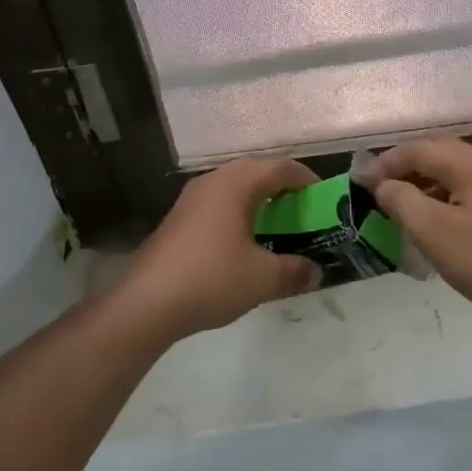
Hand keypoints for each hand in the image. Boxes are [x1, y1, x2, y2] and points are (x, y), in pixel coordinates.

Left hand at [117, 157, 322, 337]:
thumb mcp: (263, 279)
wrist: (146, 303)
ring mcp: (190, 199)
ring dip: (258, 201)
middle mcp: (212, 181)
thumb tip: (315, 271)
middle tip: (303, 212)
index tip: (325, 199)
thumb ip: (295, 271)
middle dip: (283, 189)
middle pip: (256, 172)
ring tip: (277, 227)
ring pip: (234, 188)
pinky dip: (238, 214)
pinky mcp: (178, 219)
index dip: (307, 179)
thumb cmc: (211, 279)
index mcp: (236, 184)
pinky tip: (243, 244)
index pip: (281, 167)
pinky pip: (218, 204)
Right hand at [358, 138, 471, 320]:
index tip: (360, 182)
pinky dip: (444, 195)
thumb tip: (384, 185)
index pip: (420, 149)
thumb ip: (400, 199)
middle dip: (405, 165)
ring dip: (425, 180)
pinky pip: (470, 189)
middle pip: (440, 152)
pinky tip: (433, 218)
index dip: (386, 162)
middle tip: (378, 186)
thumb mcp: (431, 230)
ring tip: (400, 202)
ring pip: (456, 171)